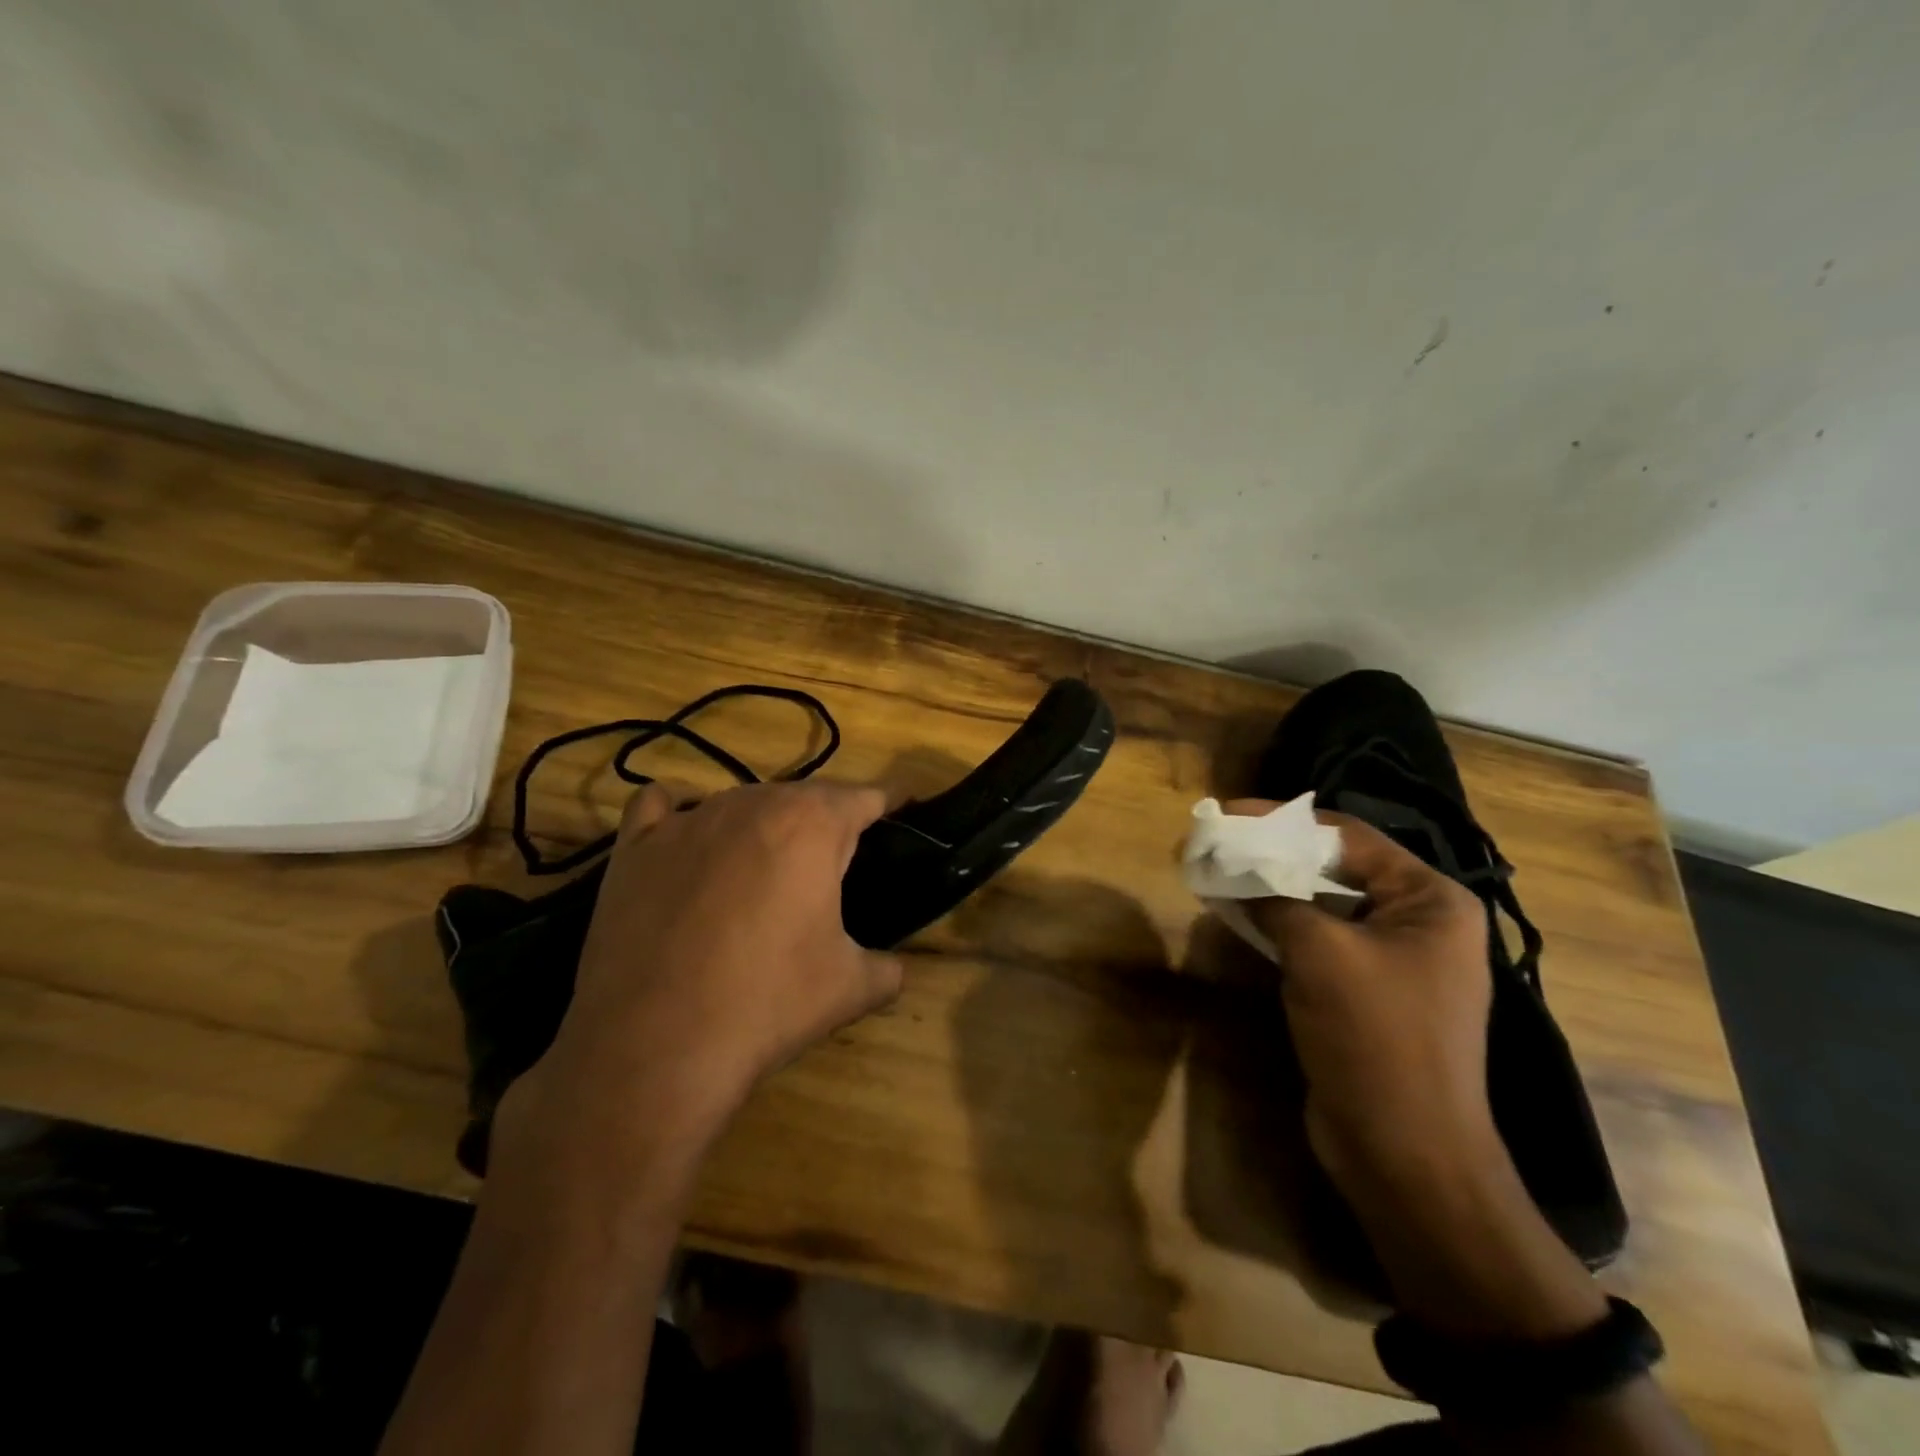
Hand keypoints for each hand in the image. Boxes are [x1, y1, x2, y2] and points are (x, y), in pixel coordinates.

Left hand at [494, 781, 904, 1187]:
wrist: (655, 1047)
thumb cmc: (767, 1004)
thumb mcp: (851, 989)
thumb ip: (888, 967)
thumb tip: (895, 969)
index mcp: (813, 824)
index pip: (866, 795)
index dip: (890, 804)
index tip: (902, 814)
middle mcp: (752, 803)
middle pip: (804, 795)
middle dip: (824, 823)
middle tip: (833, 869)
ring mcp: (687, 819)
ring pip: (741, 800)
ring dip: (762, 825)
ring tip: (762, 873)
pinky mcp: (635, 846)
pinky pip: (661, 805)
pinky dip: (679, 815)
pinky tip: (686, 844)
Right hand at [1226, 800, 1610, 1343]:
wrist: (1404, 1153)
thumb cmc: (1375, 1038)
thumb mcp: (1320, 953)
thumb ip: (1275, 898)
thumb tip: (1232, 869)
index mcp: (1430, 900)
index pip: (1348, 836)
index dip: (1283, 819)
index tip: (1227, 813)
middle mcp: (1418, 921)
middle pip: (1335, 866)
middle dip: (1274, 853)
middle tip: (1217, 841)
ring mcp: (1393, 959)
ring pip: (1322, 903)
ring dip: (1272, 887)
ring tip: (1218, 871)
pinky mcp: (1366, 990)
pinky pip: (1318, 939)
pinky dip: (1279, 923)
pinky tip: (1238, 914)